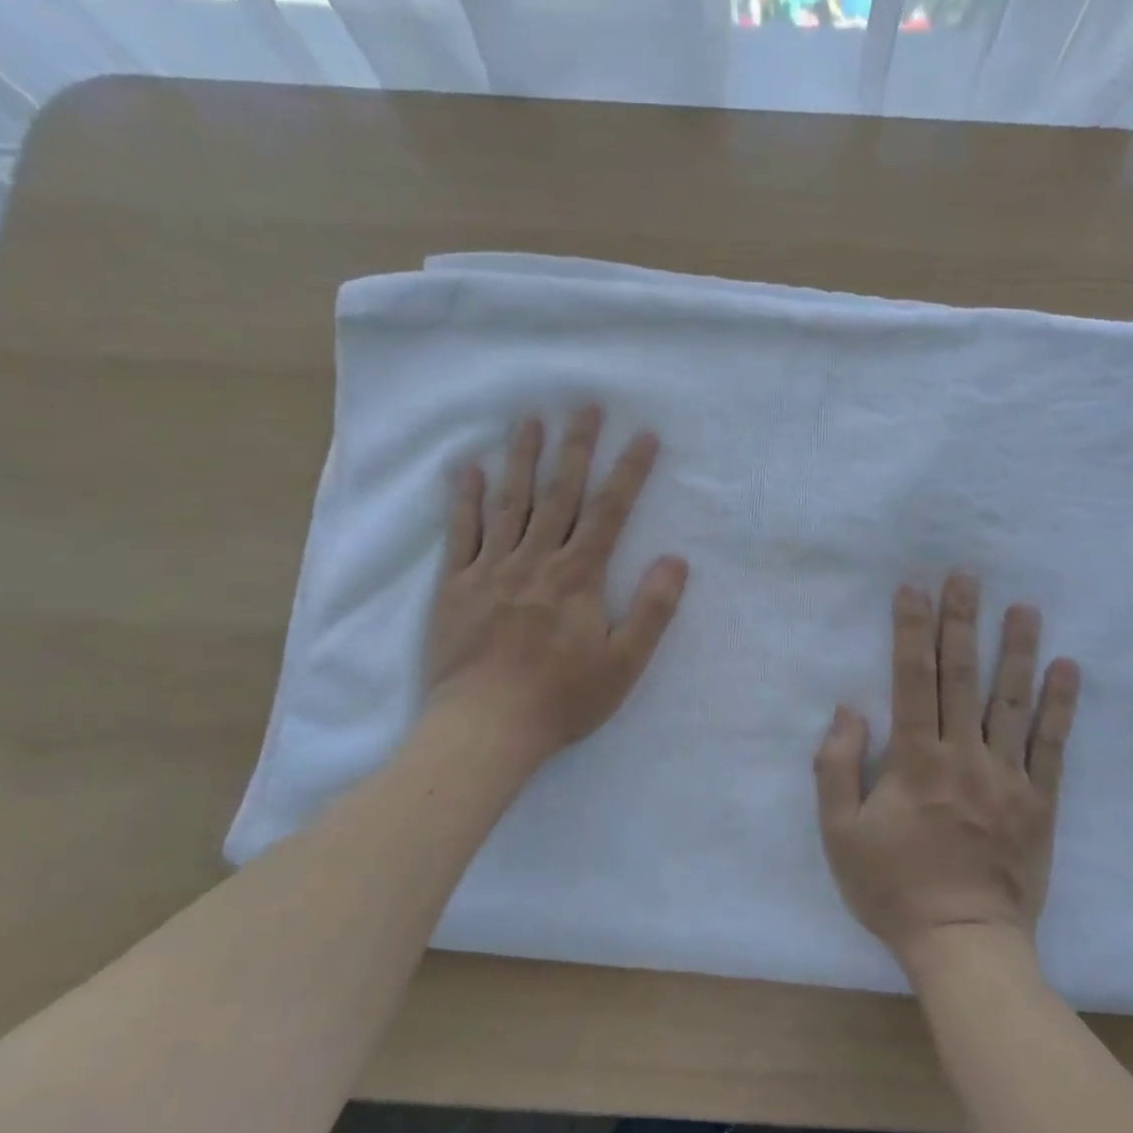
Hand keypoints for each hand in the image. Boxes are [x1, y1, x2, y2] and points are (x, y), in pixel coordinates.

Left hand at [430, 405, 687, 759]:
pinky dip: (465, 499)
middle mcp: (536, 560)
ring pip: (510, 502)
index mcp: (578, 576)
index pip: (610, 512)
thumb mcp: (624, 663)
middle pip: (560, 493)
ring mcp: (491, 569)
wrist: (486, 727)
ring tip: (529, 420)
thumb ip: (652, 610)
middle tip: (585, 405)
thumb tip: (676, 560)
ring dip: (522, 458)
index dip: (629, 471)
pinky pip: (460, 533)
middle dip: (576, 447)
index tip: (643, 435)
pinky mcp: (455, 586)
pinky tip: (469, 468)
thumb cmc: (562, 698)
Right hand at [814, 575, 1080, 968]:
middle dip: (961, 622)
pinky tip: (1067, 668)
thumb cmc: (894, 889)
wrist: (964, 945)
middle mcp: (964, 756)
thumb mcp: (840, 834)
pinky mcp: (1040, 802)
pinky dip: (1060, 704)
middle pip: (962, 676)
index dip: (910, 630)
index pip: (912, 679)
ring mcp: (1008, 777)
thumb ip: (835, 767)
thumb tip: (849, 710)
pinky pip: (1052, 746)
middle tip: (967, 576)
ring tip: (1024, 606)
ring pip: (1012, 701)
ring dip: (1017, 649)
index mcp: (915, 760)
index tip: (914, 589)